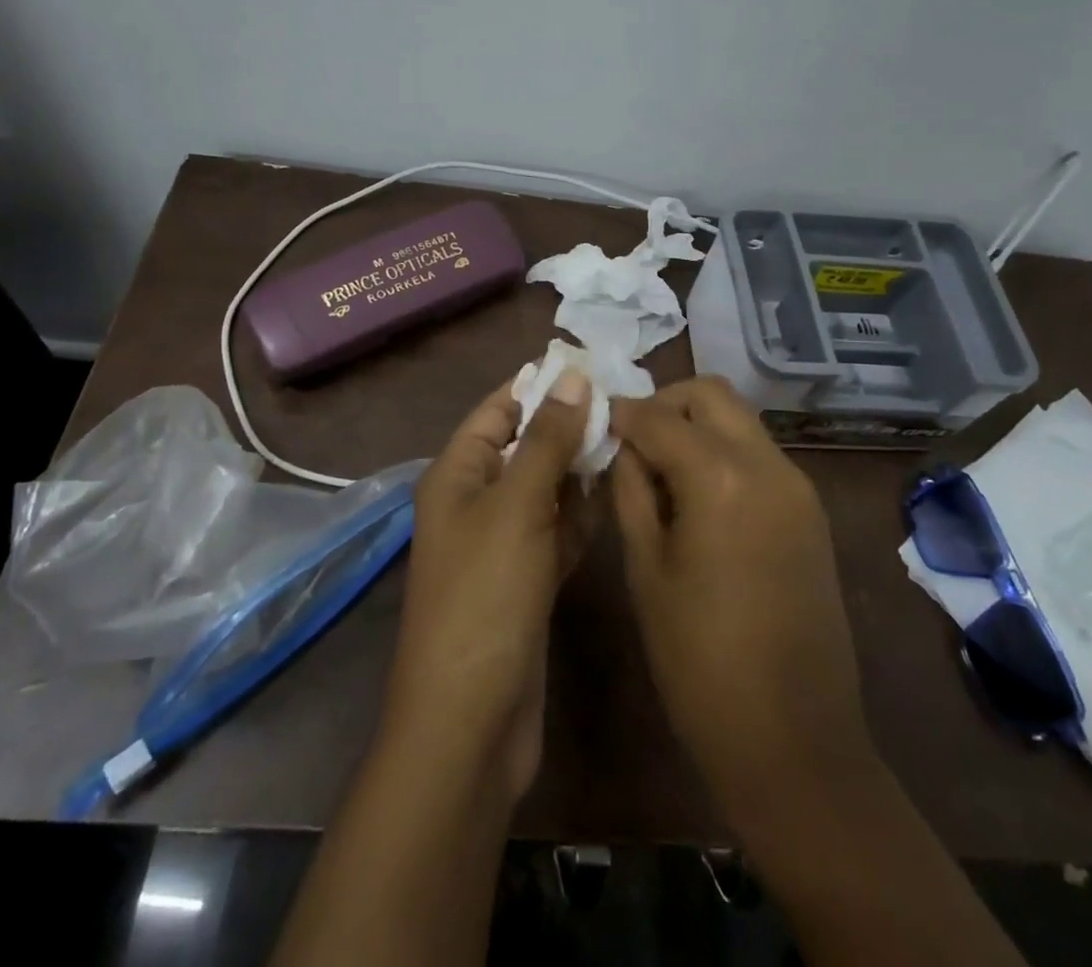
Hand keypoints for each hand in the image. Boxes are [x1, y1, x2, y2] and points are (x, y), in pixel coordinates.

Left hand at [380, 370, 591, 802]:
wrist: (470, 724)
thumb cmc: (484, 598)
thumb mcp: (516, 507)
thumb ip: (547, 440)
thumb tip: (572, 376)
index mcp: (458, 474)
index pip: (499, 409)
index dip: (540, 385)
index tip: (594, 367)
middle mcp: (478, 501)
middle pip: (527, 446)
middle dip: (570, 426)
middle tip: (629, 407)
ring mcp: (504, 544)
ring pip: (548, 488)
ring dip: (582, 470)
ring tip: (633, 443)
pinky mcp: (528, 579)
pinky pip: (559, 530)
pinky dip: (583, 514)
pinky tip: (619, 496)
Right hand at [608, 377, 873, 833]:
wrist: (794, 742)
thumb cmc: (699, 662)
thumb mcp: (646, 570)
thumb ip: (631, 491)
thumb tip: (621, 446)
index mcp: (721, 478)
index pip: (658, 416)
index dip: (620, 412)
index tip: (592, 420)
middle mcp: (768, 464)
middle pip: (710, 394)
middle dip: (664, 404)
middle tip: (630, 440)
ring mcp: (797, 486)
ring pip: (738, 420)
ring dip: (695, 426)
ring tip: (658, 469)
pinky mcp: (810, 511)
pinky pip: (758, 454)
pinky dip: (722, 453)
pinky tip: (696, 495)